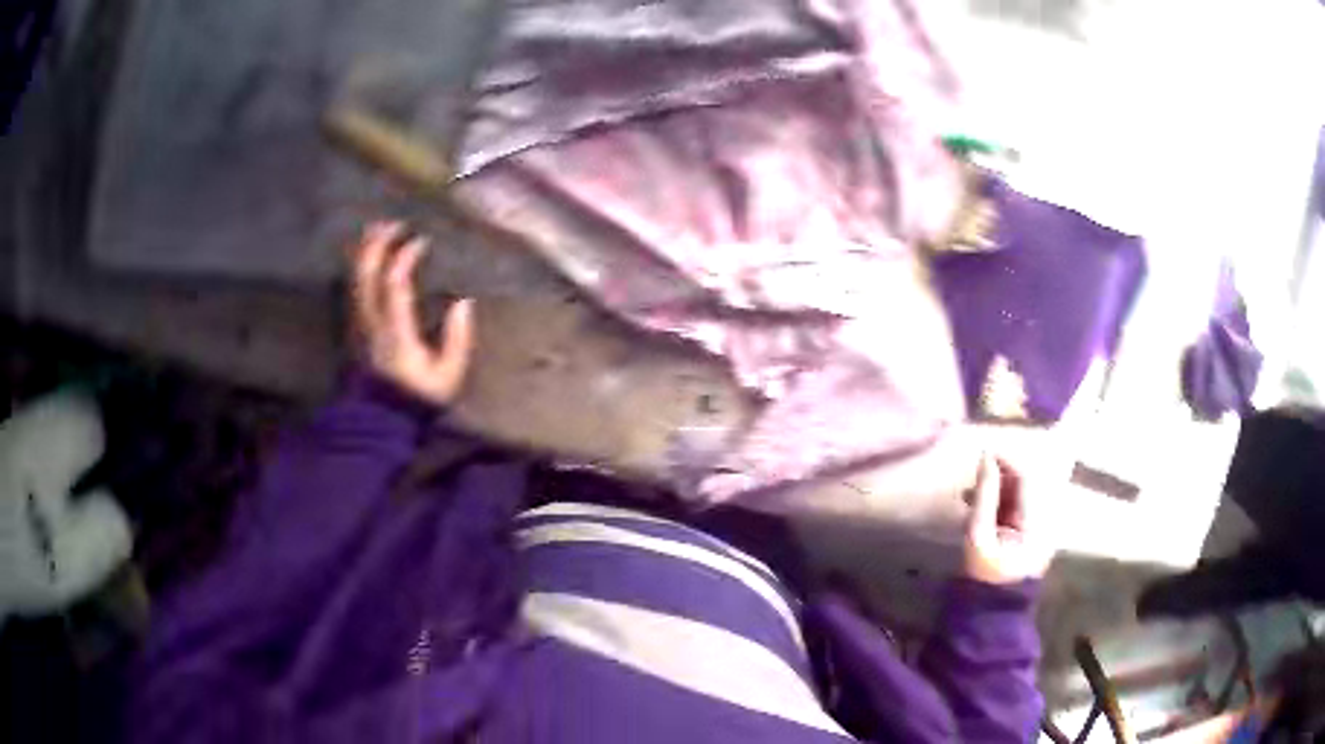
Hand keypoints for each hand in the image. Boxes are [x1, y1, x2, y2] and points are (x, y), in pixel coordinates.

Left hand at [350, 221, 475, 405]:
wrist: (381, 420)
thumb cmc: (418, 397)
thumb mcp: (448, 375)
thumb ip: (457, 339)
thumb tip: (463, 303)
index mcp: (395, 329)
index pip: (395, 283)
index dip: (404, 256)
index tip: (421, 240)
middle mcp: (372, 321)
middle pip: (367, 273)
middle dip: (378, 244)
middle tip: (392, 222)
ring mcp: (358, 325)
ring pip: (355, 279)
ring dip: (365, 252)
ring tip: (376, 231)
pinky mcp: (353, 330)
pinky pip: (352, 290)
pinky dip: (358, 269)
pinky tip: (364, 259)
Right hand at [963, 451, 1057, 583]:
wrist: (994, 607)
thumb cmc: (985, 573)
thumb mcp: (978, 536)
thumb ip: (984, 496)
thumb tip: (986, 458)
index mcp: (1038, 521)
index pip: (1027, 477)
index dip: (1007, 460)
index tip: (984, 453)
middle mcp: (1048, 517)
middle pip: (1028, 481)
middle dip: (1002, 473)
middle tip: (976, 475)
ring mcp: (1044, 524)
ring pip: (1024, 491)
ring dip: (1000, 486)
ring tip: (973, 495)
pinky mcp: (1036, 529)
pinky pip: (1021, 503)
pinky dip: (1003, 499)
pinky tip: (983, 506)